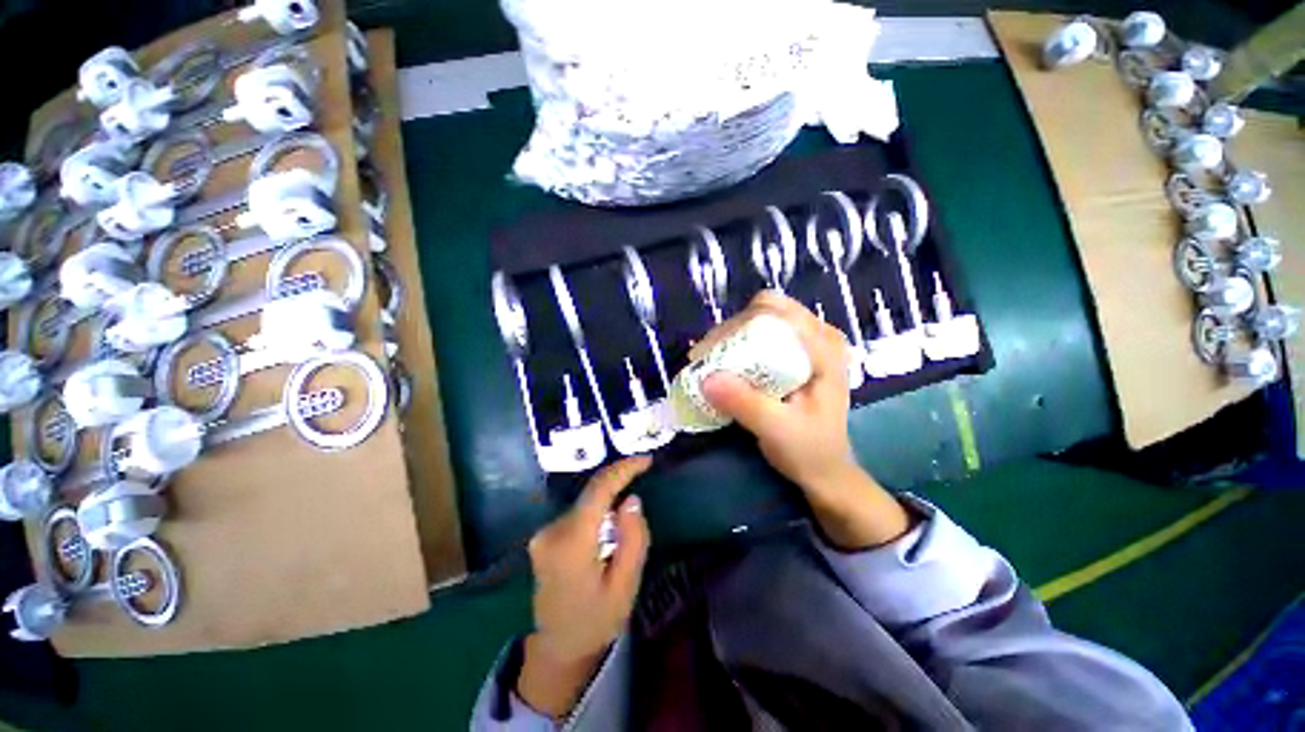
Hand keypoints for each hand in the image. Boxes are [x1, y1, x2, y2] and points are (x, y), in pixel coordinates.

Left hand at [517, 457, 651, 717]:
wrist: (559, 646)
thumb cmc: (597, 620)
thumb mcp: (626, 586)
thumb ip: (632, 540)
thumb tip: (632, 500)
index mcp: (572, 544)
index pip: (598, 491)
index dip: (622, 469)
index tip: (646, 460)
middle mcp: (552, 532)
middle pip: (590, 493)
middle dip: (619, 479)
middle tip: (644, 469)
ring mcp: (544, 533)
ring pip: (585, 501)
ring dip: (609, 495)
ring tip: (630, 496)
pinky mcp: (544, 536)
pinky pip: (578, 511)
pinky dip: (598, 507)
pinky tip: (611, 516)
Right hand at [695, 292, 911, 548]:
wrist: (826, 470)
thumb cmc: (809, 450)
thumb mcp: (776, 430)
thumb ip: (744, 403)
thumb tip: (705, 379)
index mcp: (825, 346)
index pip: (776, 313)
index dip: (738, 326)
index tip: (710, 353)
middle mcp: (819, 334)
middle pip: (766, 310)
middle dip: (731, 330)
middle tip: (705, 357)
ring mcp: (808, 341)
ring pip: (760, 319)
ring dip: (731, 337)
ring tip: (709, 362)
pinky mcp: (796, 352)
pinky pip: (761, 334)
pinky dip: (738, 344)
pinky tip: (725, 364)